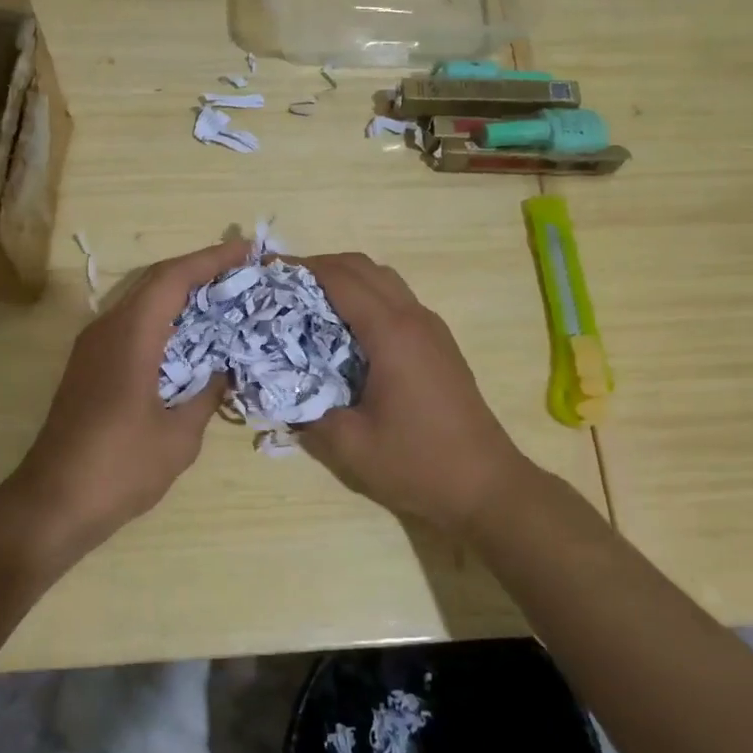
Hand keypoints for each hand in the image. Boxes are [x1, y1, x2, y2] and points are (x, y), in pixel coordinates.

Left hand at [8, 239, 247, 545]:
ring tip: (222, 299)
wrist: (53, 502)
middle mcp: (107, 329)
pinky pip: (131, 325)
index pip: (173, 278)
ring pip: (141, 302)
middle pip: (155, 282)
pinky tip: (189, 339)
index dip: (211, 259)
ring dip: (180, 295)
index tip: (247, 251)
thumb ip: (206, 394)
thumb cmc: (121, 468)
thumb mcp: (179, 435)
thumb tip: (223, 369)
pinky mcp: (88, 366)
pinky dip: (164, 320)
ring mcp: (92, 347)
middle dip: (199, 271)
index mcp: (130, 336)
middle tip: (242, 273)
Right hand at [296, 252, 543, 537]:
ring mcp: (432, 328)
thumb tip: (278, 391)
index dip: (300, 268)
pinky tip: (344, 329)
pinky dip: (365, 297)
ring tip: (308, 302)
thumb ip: (307, 412)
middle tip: (282, 285)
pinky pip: (396, 300)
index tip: (266, 271)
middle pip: (363, 267)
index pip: (340, 279)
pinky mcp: (439, 343)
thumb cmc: (417, 463)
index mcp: (391, 333)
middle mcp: (414, 318)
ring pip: (383, 280)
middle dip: (319, 267)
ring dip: (345, 279)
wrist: (486, 485)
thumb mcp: (350, 445)